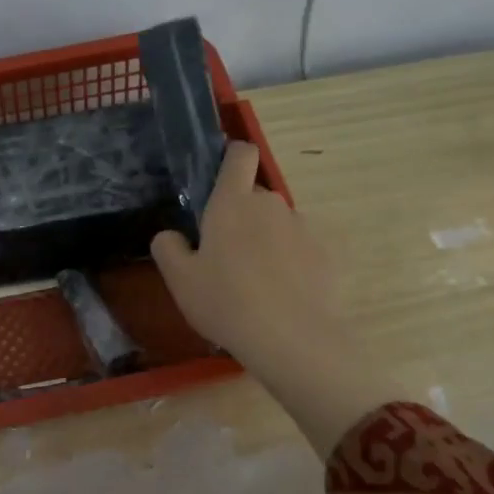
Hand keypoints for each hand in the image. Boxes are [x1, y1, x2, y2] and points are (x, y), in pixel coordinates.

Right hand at [151, 141, 396, 456]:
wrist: (289, 338)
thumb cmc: (225, 301)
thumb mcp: (179, 279)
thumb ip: (168, 248)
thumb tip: (171, 235)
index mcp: (232, 202)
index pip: (240, 154)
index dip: (232, 157)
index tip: (220, 178)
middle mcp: (271, 204)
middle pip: (255, 196)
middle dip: (241, 216)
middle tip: (225, 256)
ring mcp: (303, 228)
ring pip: (278, 224)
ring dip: (266, 241)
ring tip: (255, 282)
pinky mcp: (326, 254)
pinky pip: (300, 250)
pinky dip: (290, 263)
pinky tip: (281, 295)